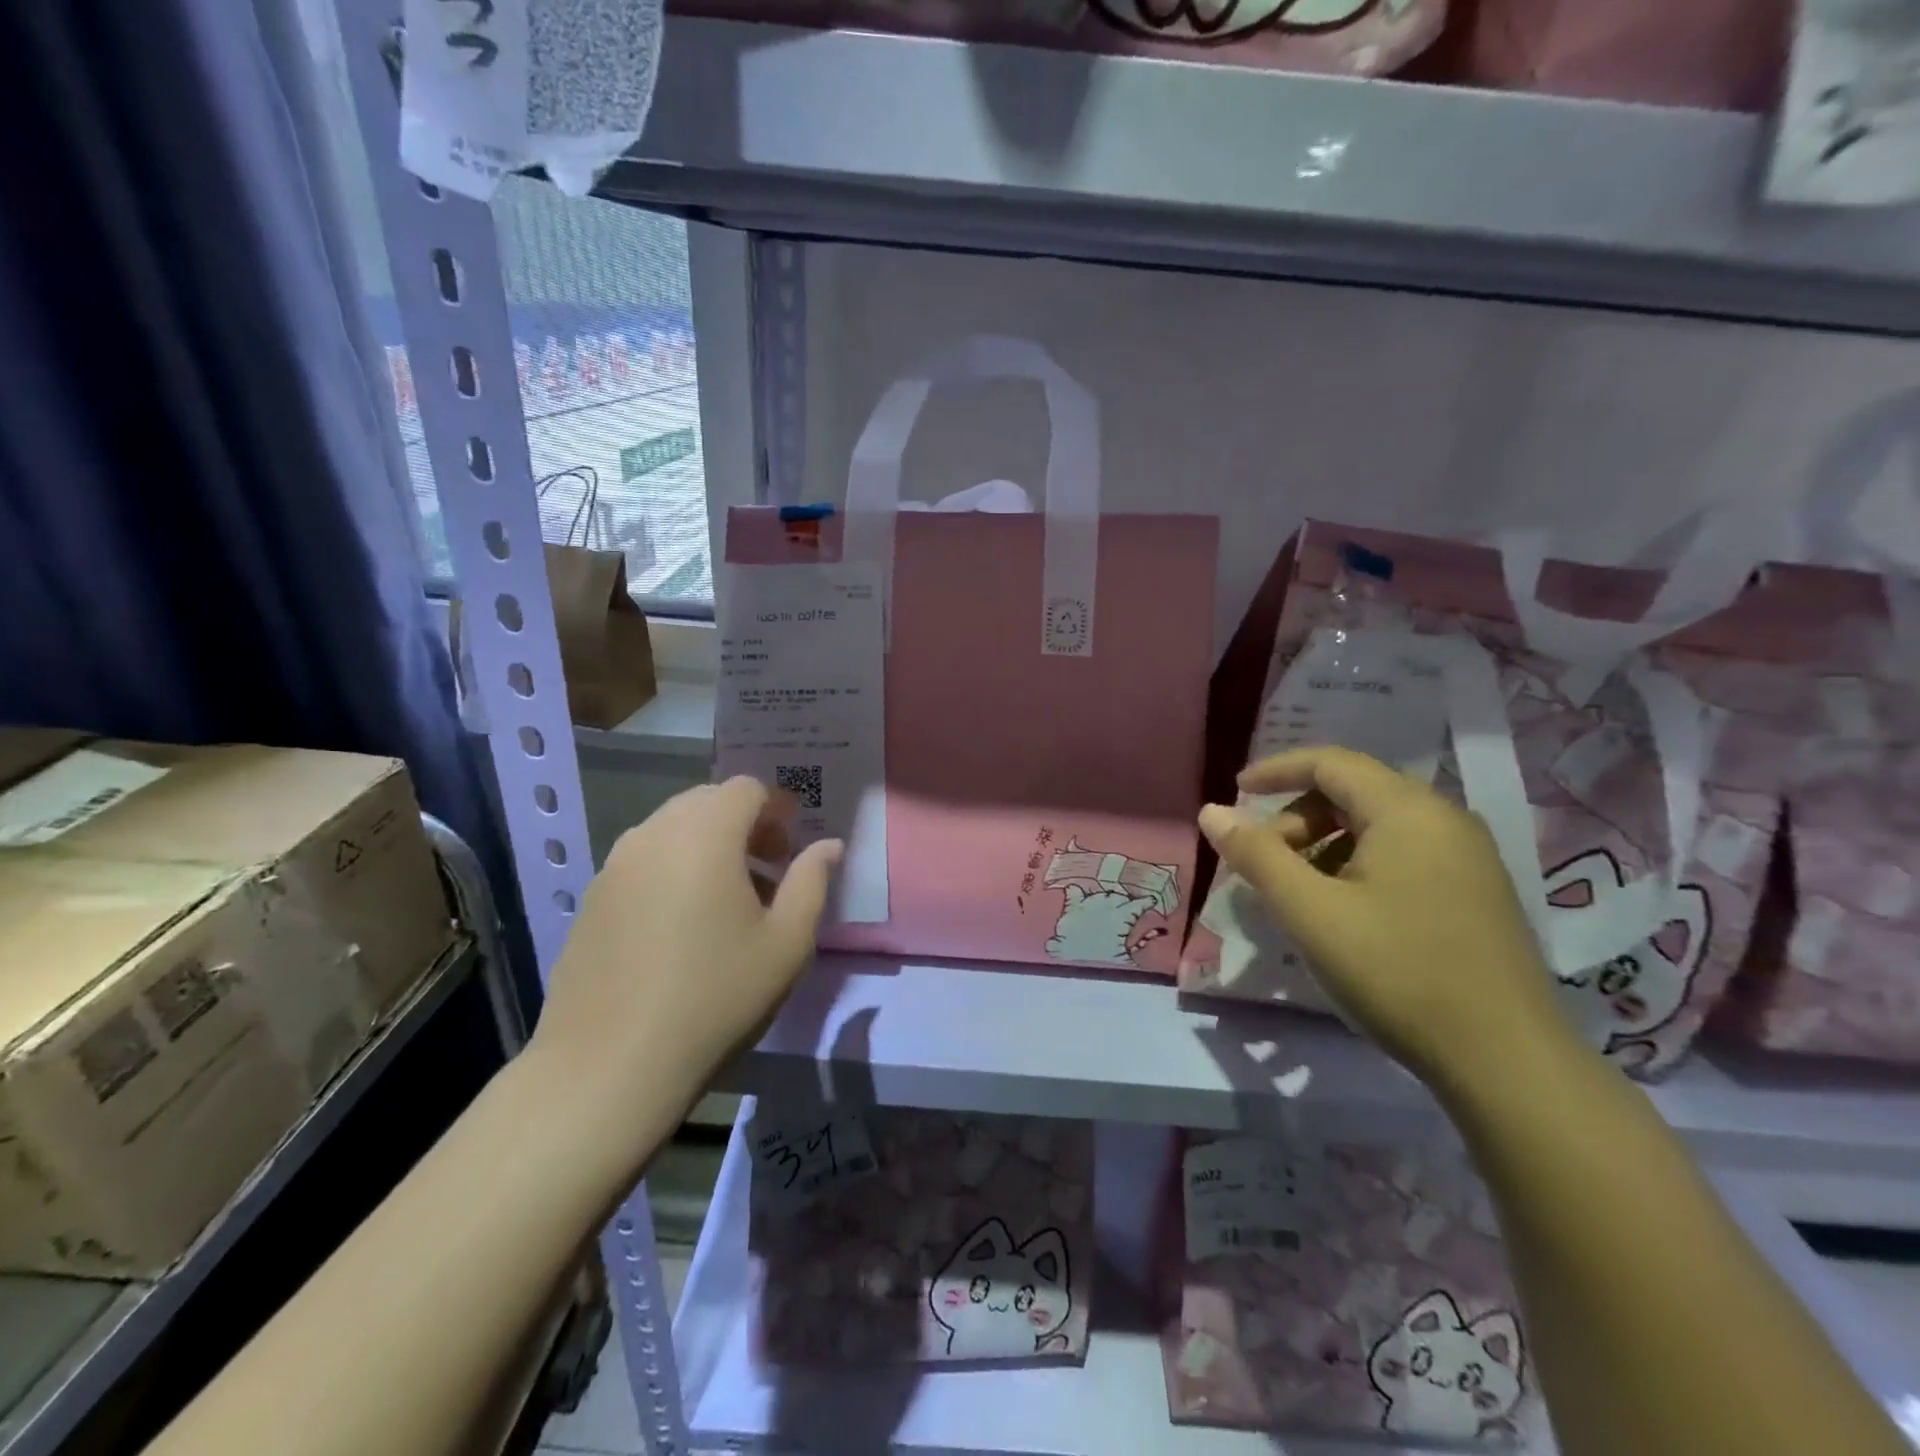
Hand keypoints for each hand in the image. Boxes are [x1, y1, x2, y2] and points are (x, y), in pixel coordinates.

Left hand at [527, 777, 841, 1134]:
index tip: (792, 846)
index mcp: (705, 835)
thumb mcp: (786, 943)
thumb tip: (828, 846)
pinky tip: (681, 924)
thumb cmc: (714, 997)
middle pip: (706, 801)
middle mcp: (654, 835)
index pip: (745, 789)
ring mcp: (614, 865)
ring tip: (726, 899)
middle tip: (767, 870)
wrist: (609, 1065)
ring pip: (671, 829)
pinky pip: (643, 859)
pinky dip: (672, 867)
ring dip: (707, 844)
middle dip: (743, 823)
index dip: (777, 808)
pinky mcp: (592, 898)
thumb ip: (811, 882)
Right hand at [1198, 747, 1574, 1087]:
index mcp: (1408, 811)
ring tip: (1298, 893)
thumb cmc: (1397, 972)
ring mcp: (1468, 858)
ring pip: (1378, 827)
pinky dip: (1358, 866)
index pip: (1330, 763)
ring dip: (1325, 845)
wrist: (1507, 1063)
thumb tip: (1211, 812)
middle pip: (1353, 792)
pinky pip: (1403, 855)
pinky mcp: (1477, 893)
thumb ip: (1256, 855)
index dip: (1275, 770)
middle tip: (1265, 862)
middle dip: (1297, 818)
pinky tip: (1343, 912)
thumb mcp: (1310, 912)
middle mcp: (1445, 820)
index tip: (1235, 794)